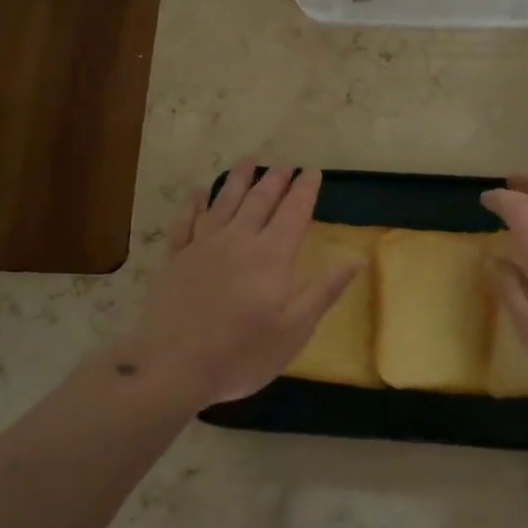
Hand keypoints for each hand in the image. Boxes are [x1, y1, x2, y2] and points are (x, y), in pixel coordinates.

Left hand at [120, 162, 361, 408]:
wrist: (172, 367)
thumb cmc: (242, 354)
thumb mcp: (294, 330)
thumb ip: (324, 290)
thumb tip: (355, 259)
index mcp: (271, 257)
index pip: (293, 212)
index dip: (305, 190)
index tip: (312, 171)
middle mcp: (238, 241)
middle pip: (259, 200)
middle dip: (275, 180)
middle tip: (285, 164)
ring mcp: (202, 247)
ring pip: (223, 201)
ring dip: (237, 178)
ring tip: (249, 160)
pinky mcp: (175, 259)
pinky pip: (185, 222)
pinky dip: (193, 204)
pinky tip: (197, 193)